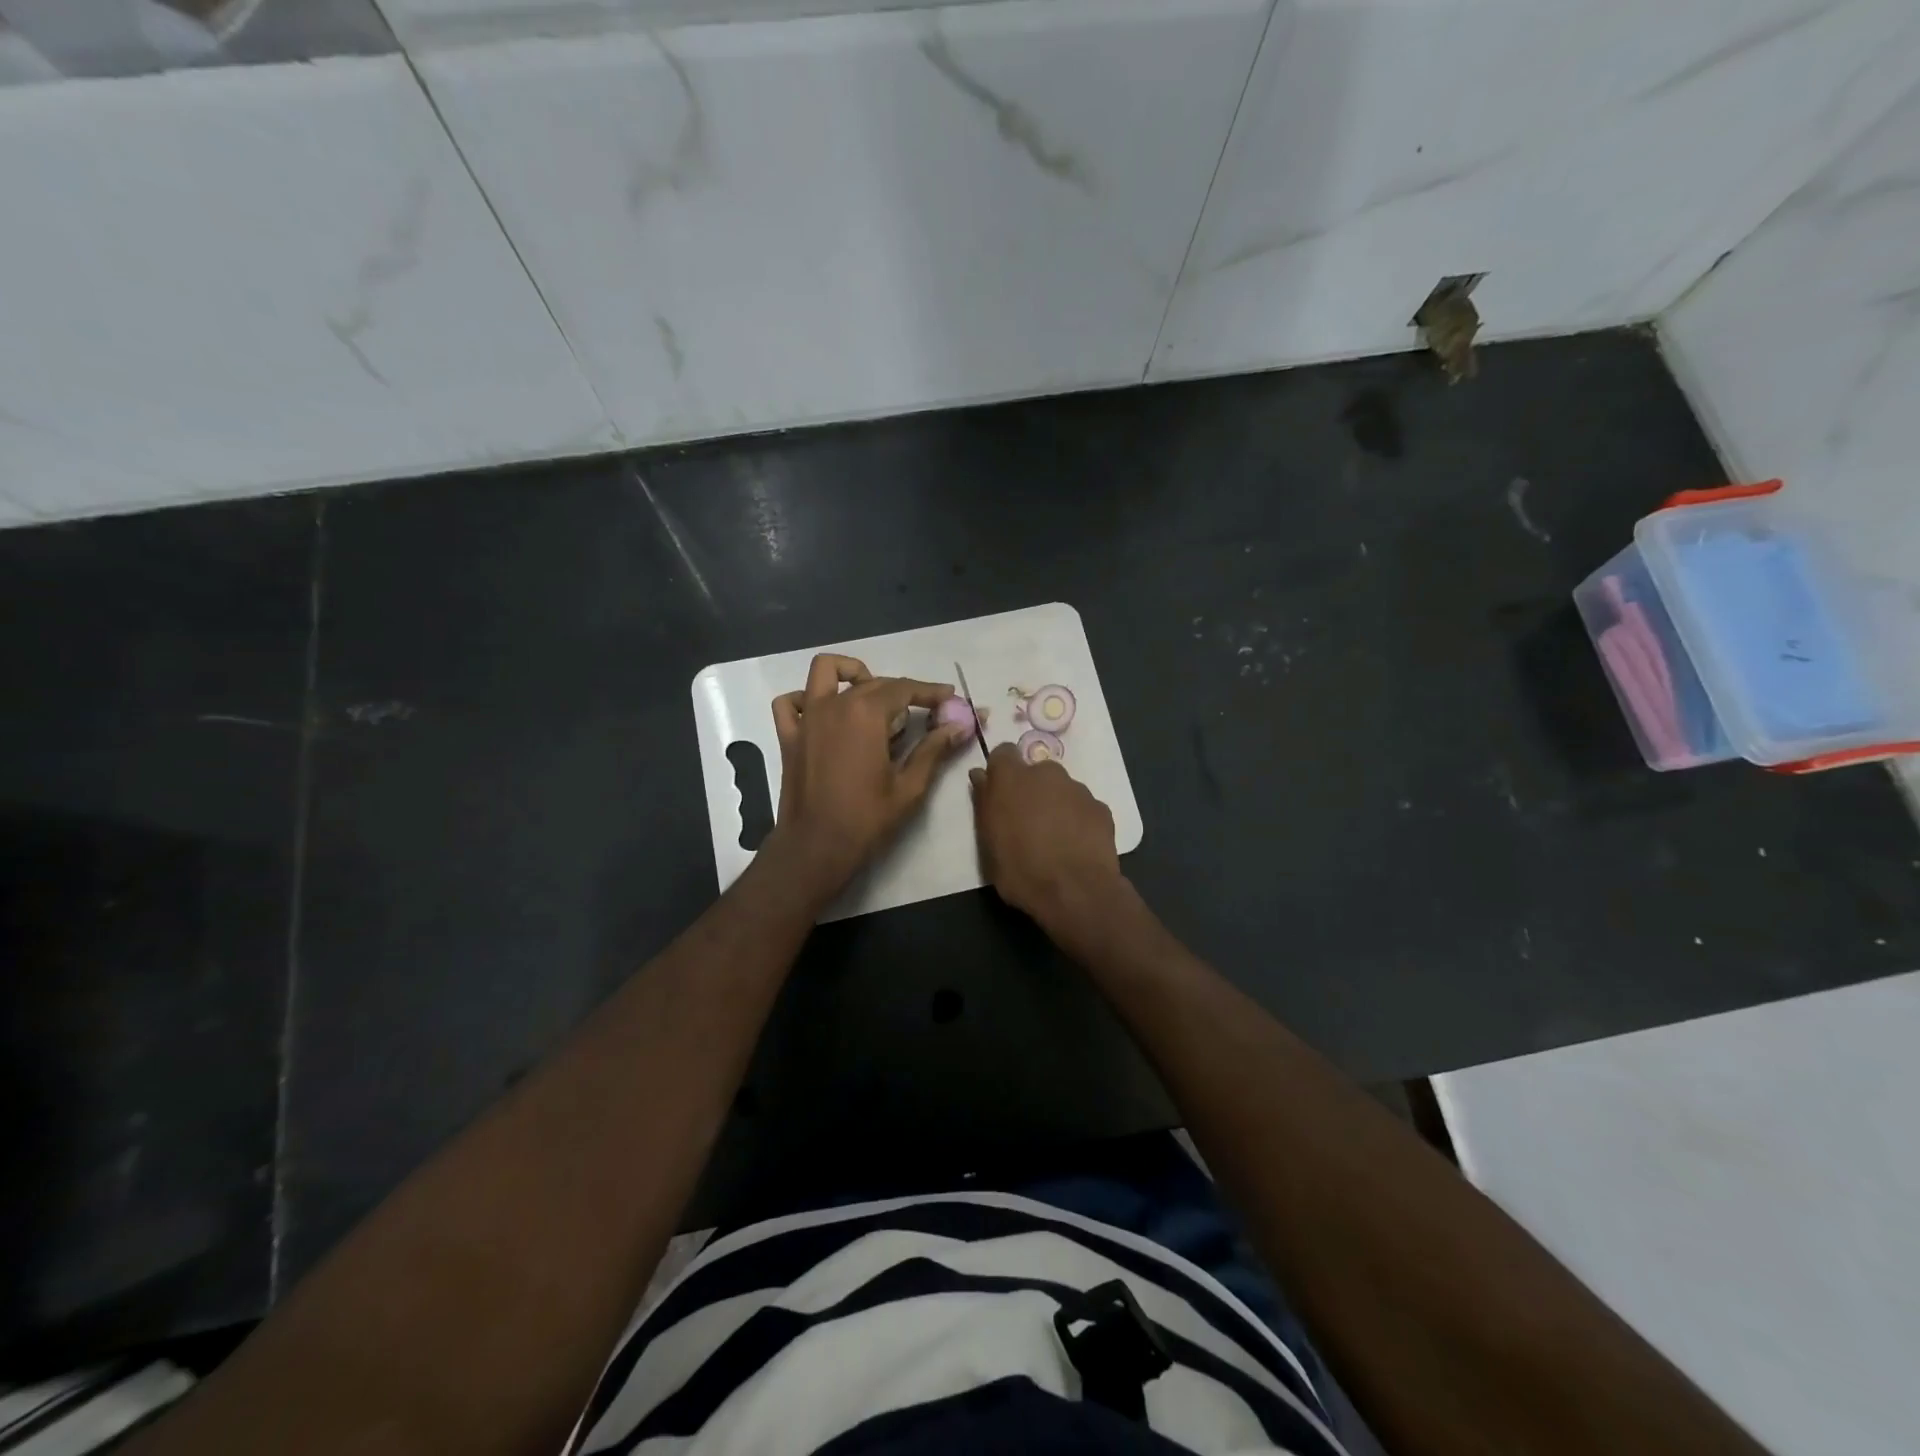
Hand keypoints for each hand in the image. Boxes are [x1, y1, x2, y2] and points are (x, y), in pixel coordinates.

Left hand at [766, 654, 969, 896]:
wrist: (815, 847)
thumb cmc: (866, 819)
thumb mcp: (909, 786)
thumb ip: (933, 749)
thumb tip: (959, 726)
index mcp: (866, 713)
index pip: (904, 688)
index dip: (930, 692)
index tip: (949, 697)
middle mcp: (834, 705)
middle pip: (874, 681)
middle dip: (902, 692)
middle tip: (923, 714)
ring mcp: (807, 718)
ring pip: (826, 672)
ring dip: (850, 674)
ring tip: (870, 697)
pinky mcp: (789, 736)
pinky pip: (790, 702)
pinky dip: (805, 699)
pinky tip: (824, 714)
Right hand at [969, 742, 1123, 924]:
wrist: (1076, 892)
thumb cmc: (1021, 870)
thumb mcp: (988, 842)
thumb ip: (984, 803)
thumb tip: (980, 776)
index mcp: (1012, 778)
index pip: (1003, 753)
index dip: (1001, 771)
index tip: (1000, 793)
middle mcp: (1047, 774)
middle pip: (1036, 772)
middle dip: (1031, 790)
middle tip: (1027, 822)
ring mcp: (1078, 789)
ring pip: (1062, 789)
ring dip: (1056, 805)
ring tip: (1055, 838)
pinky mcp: (1101, 808)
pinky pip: (1083, 807)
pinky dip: (1078, 820)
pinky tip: (1076, 846)